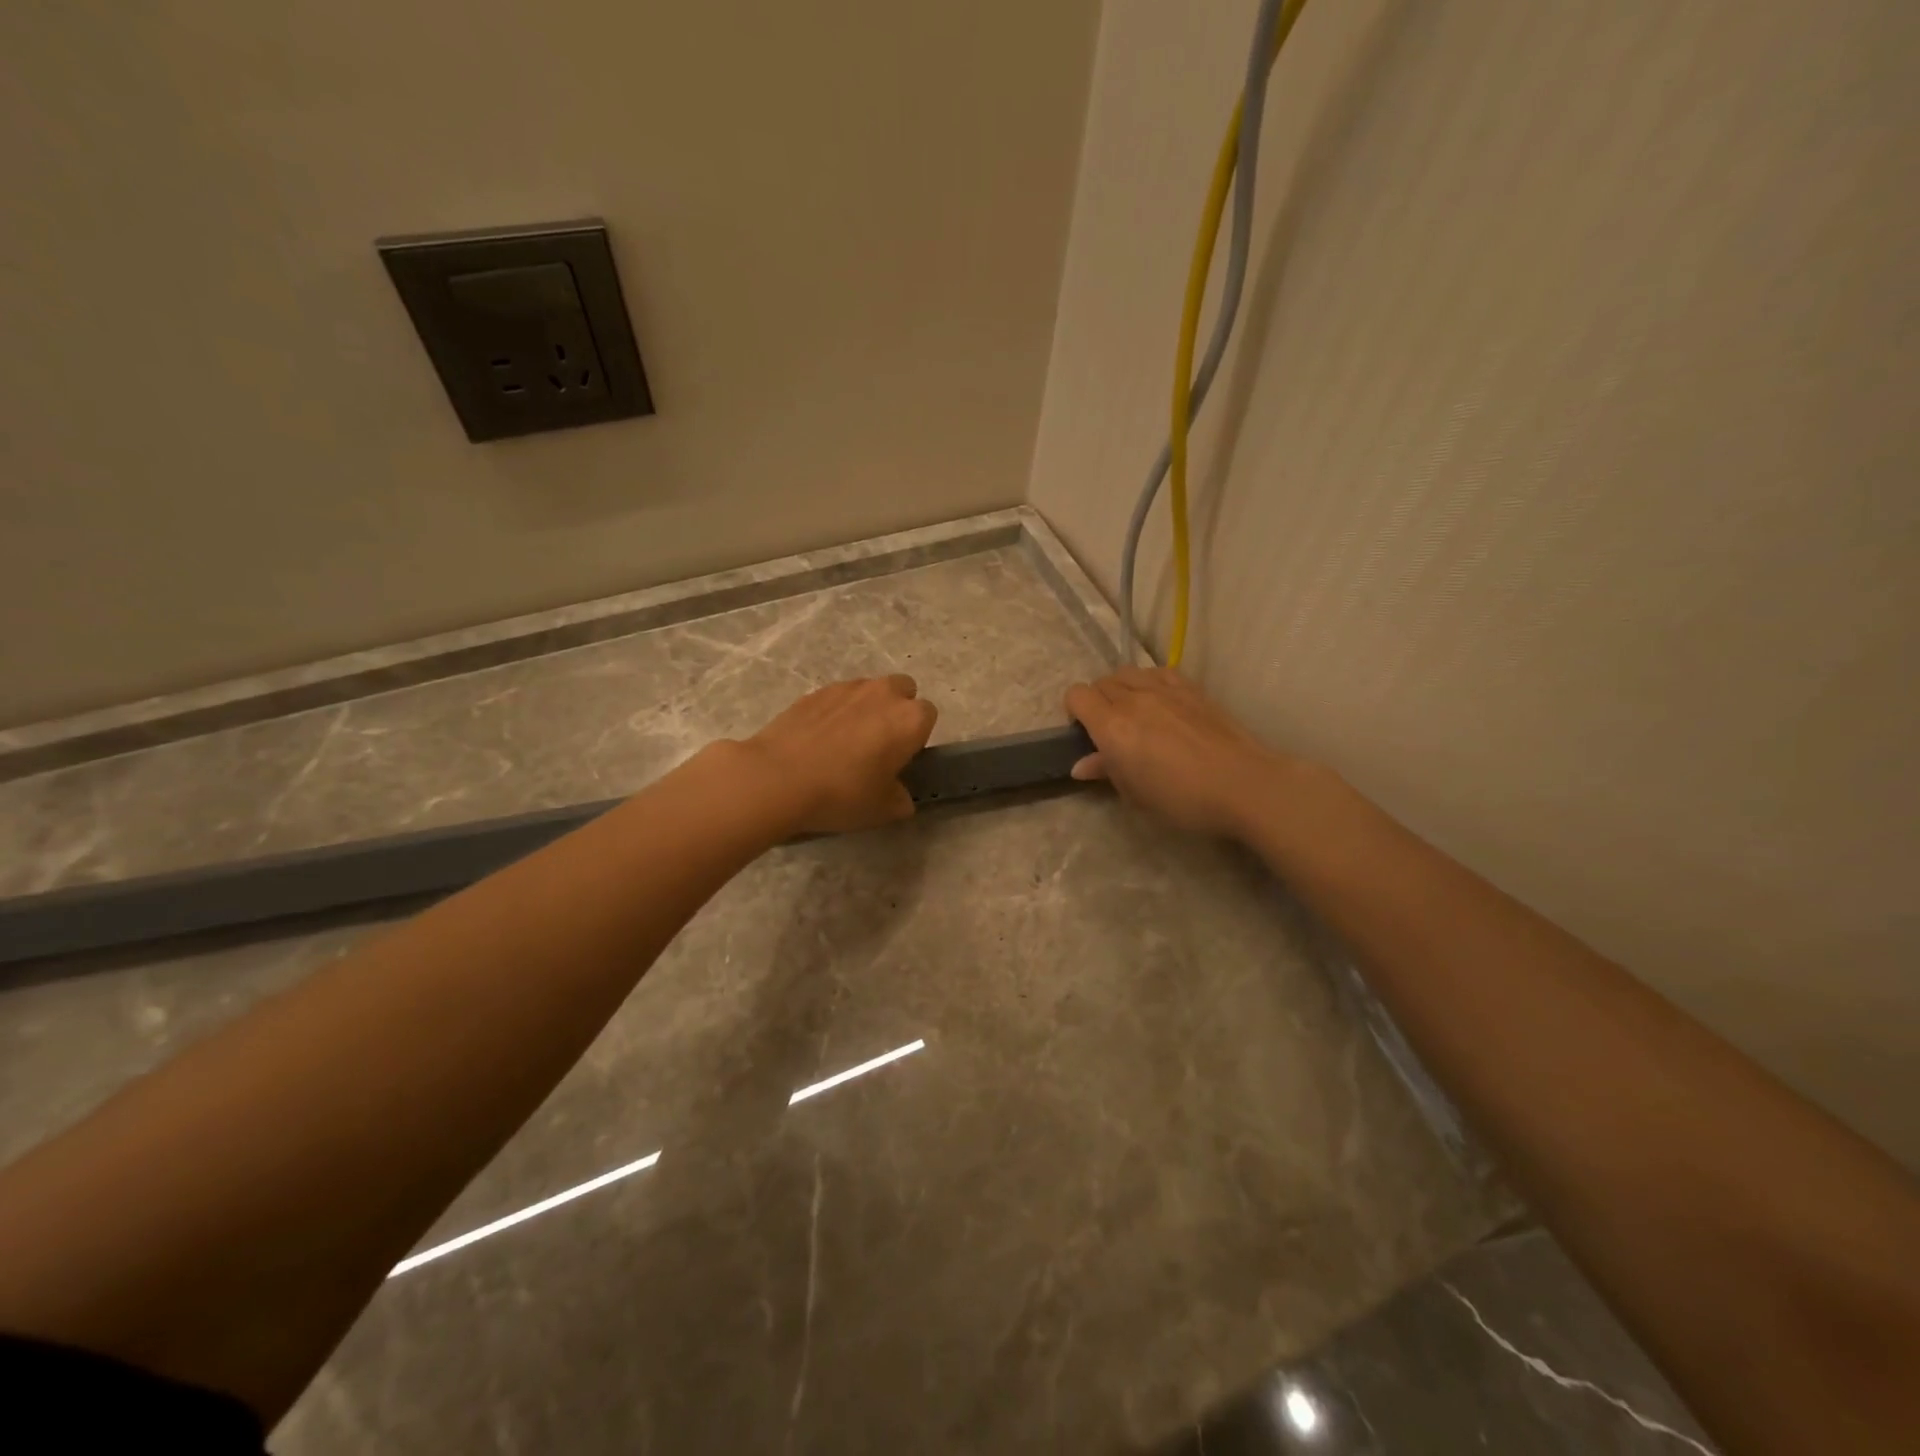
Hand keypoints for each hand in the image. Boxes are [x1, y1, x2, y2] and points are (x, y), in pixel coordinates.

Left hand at [736, 675, 937, 834]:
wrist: (777, 778)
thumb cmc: (842, 794)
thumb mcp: (882, 810)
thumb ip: (900, 799)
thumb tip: (899, 796)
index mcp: (909, 719)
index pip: (928, 716)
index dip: (916, 738)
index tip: (900, 759)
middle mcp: (883, 693)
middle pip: (903, 690)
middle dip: (896, 710)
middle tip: (878, 744)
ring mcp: (847, 688)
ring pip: (868, 690)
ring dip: (866, 708)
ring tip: (844, 742)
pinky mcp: (815, 691)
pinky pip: (837, 697)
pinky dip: (835, 712)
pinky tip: (818, 740)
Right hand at [1064, 667, 1291, 837]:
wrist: (1243, 784)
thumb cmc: (1183, 799)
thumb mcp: (1136, 794)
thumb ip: (1107, 771)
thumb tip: (1082, 765)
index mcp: (1112, 727)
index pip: (1077, 695)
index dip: (1074, 711)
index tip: (1085, 733)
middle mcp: (1133, 699)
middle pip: (1100, 682)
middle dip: (1097, 702)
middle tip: (1111, 730)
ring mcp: (1164, 689)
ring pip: (1127, 672)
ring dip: (1121, 688)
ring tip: (1134, 712)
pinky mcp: (1190, 687)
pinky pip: (1157, 671)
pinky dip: (1149, 681)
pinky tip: (1161, 702)